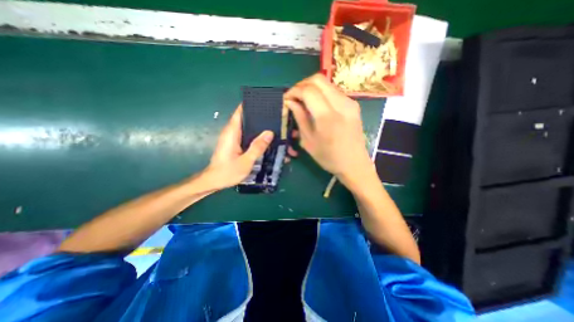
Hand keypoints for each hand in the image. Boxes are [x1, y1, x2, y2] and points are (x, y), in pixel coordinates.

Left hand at [204, 106, 272, 189]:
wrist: (213, 181)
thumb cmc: (227, 172)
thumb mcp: (245, 161)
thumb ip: (257, 147)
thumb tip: (269, 132)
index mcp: (232, 132)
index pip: (240, 112)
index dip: (251, 105)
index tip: (264, 102)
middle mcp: (231, 132)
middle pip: (246, 118)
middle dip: (259, 115)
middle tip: (275, 115)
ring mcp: (233, 138)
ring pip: (247, 126)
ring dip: (258, 125)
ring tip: (274, 125)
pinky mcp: (235, 144)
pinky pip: (247, 134)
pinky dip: (256, 134)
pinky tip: (266, 138)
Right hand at [285, 73, 374, 183]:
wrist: (355, 164)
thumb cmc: (329, 157)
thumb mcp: (309, 141)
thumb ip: (299, 117)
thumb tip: (290, 102)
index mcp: (327, 117)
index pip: (308, 90)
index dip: (294, 91)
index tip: (286, 99)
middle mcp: (341, 104)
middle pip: (318, 79)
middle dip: (302, 85)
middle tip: (294, 97)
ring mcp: (350, 102)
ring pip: (327, 83)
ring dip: (312, 88)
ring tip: (303, 101)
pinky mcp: (354, 104)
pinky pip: (334, 91)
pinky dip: (321, 93)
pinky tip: (316, 105)